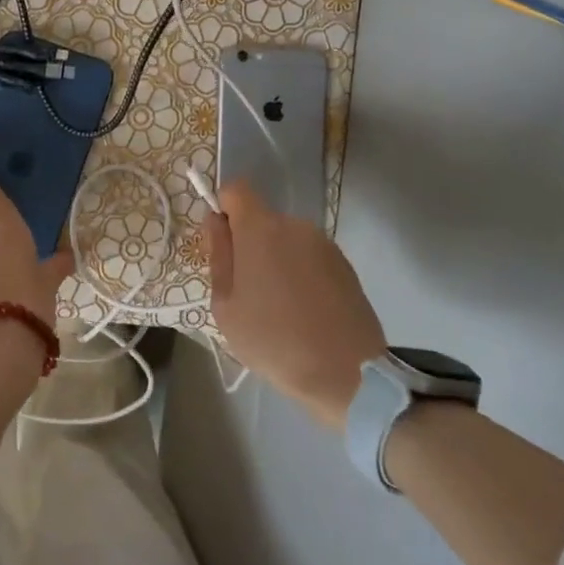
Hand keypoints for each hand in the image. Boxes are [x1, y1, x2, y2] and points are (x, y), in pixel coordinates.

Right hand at [205, 181, 385, 428]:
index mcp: (261, 229)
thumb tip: (215, 221)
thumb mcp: (226, 305)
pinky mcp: (346, 265)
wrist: (348, 374)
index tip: (223, 243)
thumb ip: (218, 255)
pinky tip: (304, 313)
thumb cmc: (273, 340)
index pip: (236, 189)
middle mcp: (295, 225)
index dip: (224, 208)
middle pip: (262, 220)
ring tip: (278, 308)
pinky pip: (310, 258)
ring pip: (286, 241)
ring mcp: (325, 244)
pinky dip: (301, 275)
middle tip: (247, 291)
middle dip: (250, 244)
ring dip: (277, 261)